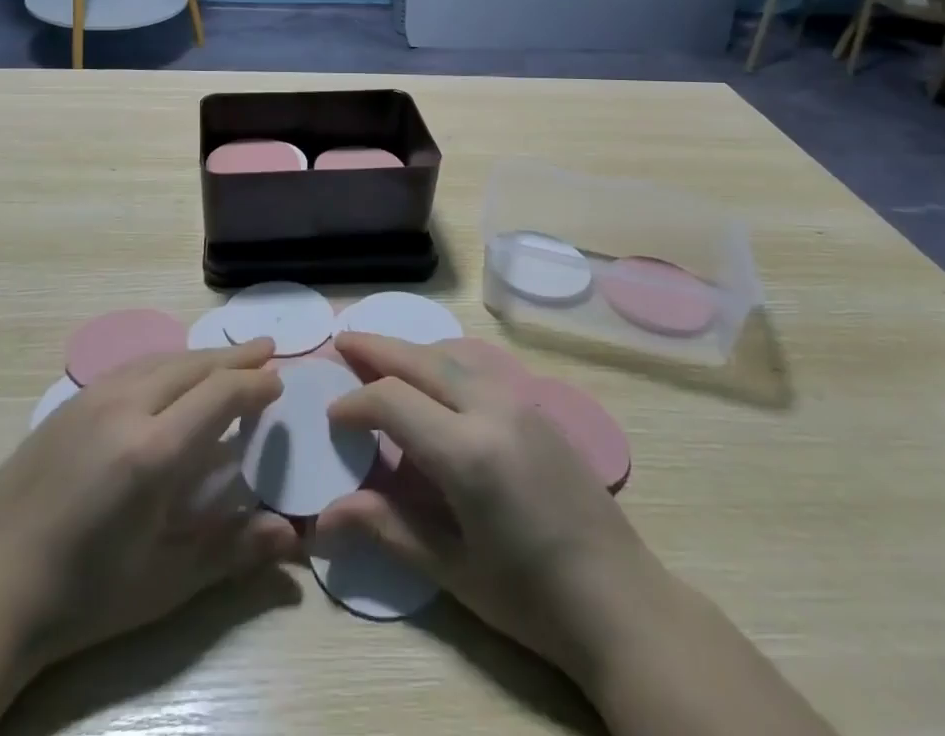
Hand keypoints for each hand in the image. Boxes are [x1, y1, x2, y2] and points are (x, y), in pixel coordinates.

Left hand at [0, 339, 299, 678]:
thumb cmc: (82, 599)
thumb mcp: (163, 584)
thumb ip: (231, 551)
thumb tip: (293, 534)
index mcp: (152, 452)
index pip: (219, 396)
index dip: (254, 384)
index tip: (279, 380)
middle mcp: (124, 408)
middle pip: (192, 366)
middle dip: (234, 358)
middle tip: (266, 349)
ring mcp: (91, 400)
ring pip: (160, 359)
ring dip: (199, 356)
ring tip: (226, 356)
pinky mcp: (67, 405)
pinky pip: (129, 368)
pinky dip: (164, 362)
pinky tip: (169, 373)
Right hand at [320, 334, 834, 735]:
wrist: (622, 602)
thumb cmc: (530, 598)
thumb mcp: (452, 569)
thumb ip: (387, 527)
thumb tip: (322, 517)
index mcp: (468, 452)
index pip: (393, 400)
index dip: (355, 402)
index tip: (332, 415)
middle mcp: (493, 409)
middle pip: (422, 359)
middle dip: (376, 347)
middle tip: (341, 342)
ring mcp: (522, 401)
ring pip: (452, 355)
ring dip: (412, 349)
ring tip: (379, 352)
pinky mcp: (539, 406)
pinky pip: (479, 367)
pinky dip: (443, 362)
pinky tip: (432, 378)